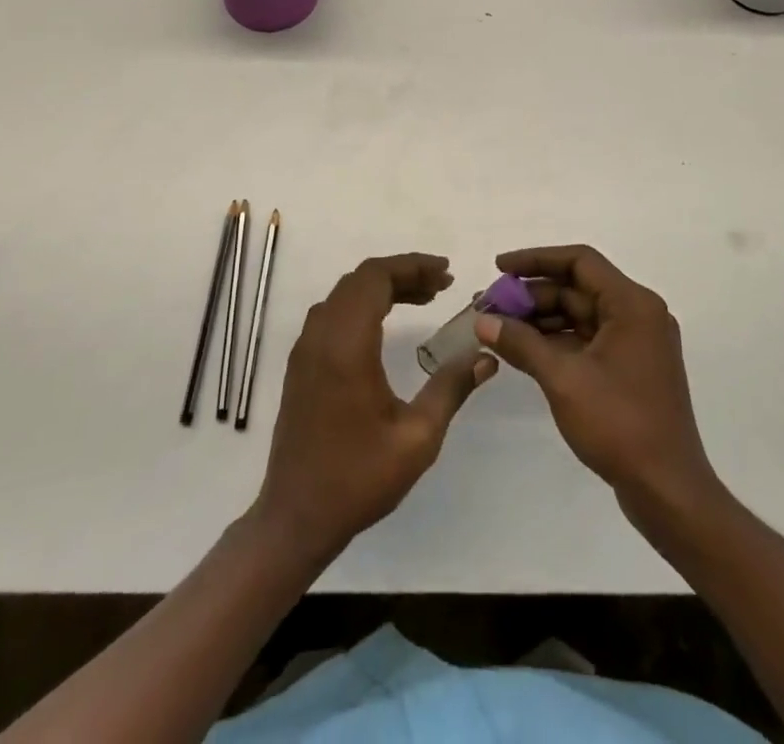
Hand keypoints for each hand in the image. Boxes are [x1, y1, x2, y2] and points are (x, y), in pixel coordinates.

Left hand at [254, 253, 495, 561]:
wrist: (295, 517)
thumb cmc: (358, 479)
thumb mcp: (418, 438)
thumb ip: (451, 388)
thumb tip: (487, 355)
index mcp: (346, 345)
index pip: (376, 278)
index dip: (412, 266)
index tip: (447, 273)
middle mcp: (321, 336)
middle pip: (361, 279)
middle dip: (403, 273)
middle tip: (442, 285)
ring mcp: (305, 349)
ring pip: (345, 294)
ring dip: (382, 287)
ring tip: (423, 298)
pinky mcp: (301, 364)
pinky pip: (333, 313)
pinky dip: (362, 304)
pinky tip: (387, 324)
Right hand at [476, 245, 717, 516]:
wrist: (669, 491)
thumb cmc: (620, 424)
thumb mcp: (564, 379)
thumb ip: (522, 343)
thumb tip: (482, 321)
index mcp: (632, 305)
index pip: (580, 261)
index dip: (536, 259)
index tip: (499, 268)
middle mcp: (638, 314)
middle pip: (577, 288)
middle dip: (531, 295)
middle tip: (488, 306)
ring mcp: (635, 343)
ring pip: (580, 315)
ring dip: (540, 319)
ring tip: (497, 327)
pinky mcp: (629, 368)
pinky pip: (587, 339)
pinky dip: (556, 341)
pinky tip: (522, 349)